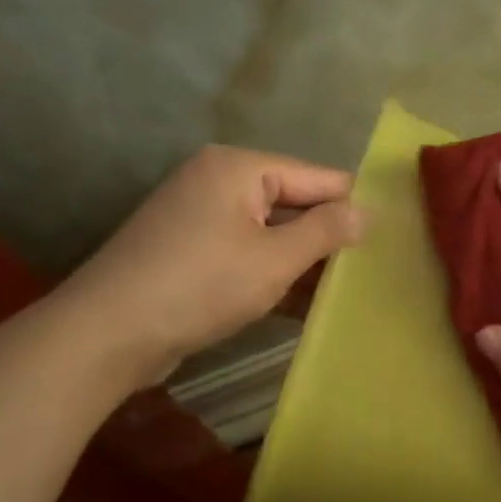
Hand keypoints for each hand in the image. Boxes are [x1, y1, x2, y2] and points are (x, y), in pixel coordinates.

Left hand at [58, 145, 363, 386]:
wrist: (108, 333)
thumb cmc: (201, 285)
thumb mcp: (275, 259)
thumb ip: (326, 231)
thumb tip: (366, 211)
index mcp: (239, 168)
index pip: (317, 176)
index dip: (353, 205)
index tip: (391, 234)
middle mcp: (217, 181)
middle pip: (292, 202)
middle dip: (328, 235)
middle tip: (373, 267)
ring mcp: (199, 217)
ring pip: (270, 232)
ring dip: (303, 260)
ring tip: (348, 288)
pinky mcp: (189, 251)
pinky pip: (246, 253)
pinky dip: (273, 273)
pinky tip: (305, 303)